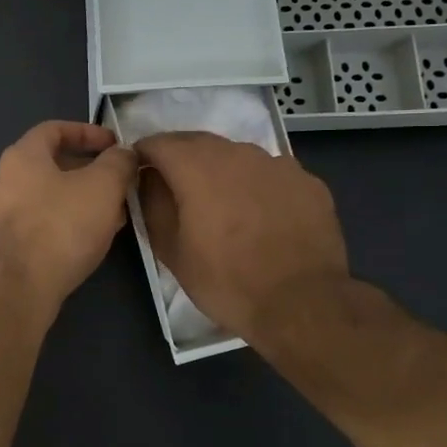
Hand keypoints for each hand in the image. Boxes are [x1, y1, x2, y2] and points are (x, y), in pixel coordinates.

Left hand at [0, 121, 136, 309]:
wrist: (22, 286)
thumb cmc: (62, 225)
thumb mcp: (103, 186)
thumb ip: (118, 162)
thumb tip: (124, 154)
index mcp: (23, 155)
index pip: (55, 129)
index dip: (88, 132)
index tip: (115, 144)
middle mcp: (7, 179)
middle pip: (53, 163)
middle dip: (91, 170)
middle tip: (121, 181)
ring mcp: (5, 213)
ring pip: (52, 195)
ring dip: (84, 198)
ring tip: (116, 211)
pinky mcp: (10, 243)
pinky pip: (45, 220)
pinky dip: (70, 220)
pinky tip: (95, 236)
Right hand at [135, 131, 349, 342]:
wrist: (302, 304)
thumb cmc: (226, 280)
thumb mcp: (171, 250)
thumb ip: (153, 204)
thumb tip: (148, 180)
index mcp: (197, 166)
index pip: (158, 143)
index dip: (143, 155)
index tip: (139, 173)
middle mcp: (237, 153)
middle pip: (198, 142)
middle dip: (180, 157)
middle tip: (175, 187)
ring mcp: (278, 164)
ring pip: (237, 155)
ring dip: (220, 169)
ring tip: (221, 202)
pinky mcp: (308, 182)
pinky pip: (270, 173)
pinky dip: (256, 184)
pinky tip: (260, 214)